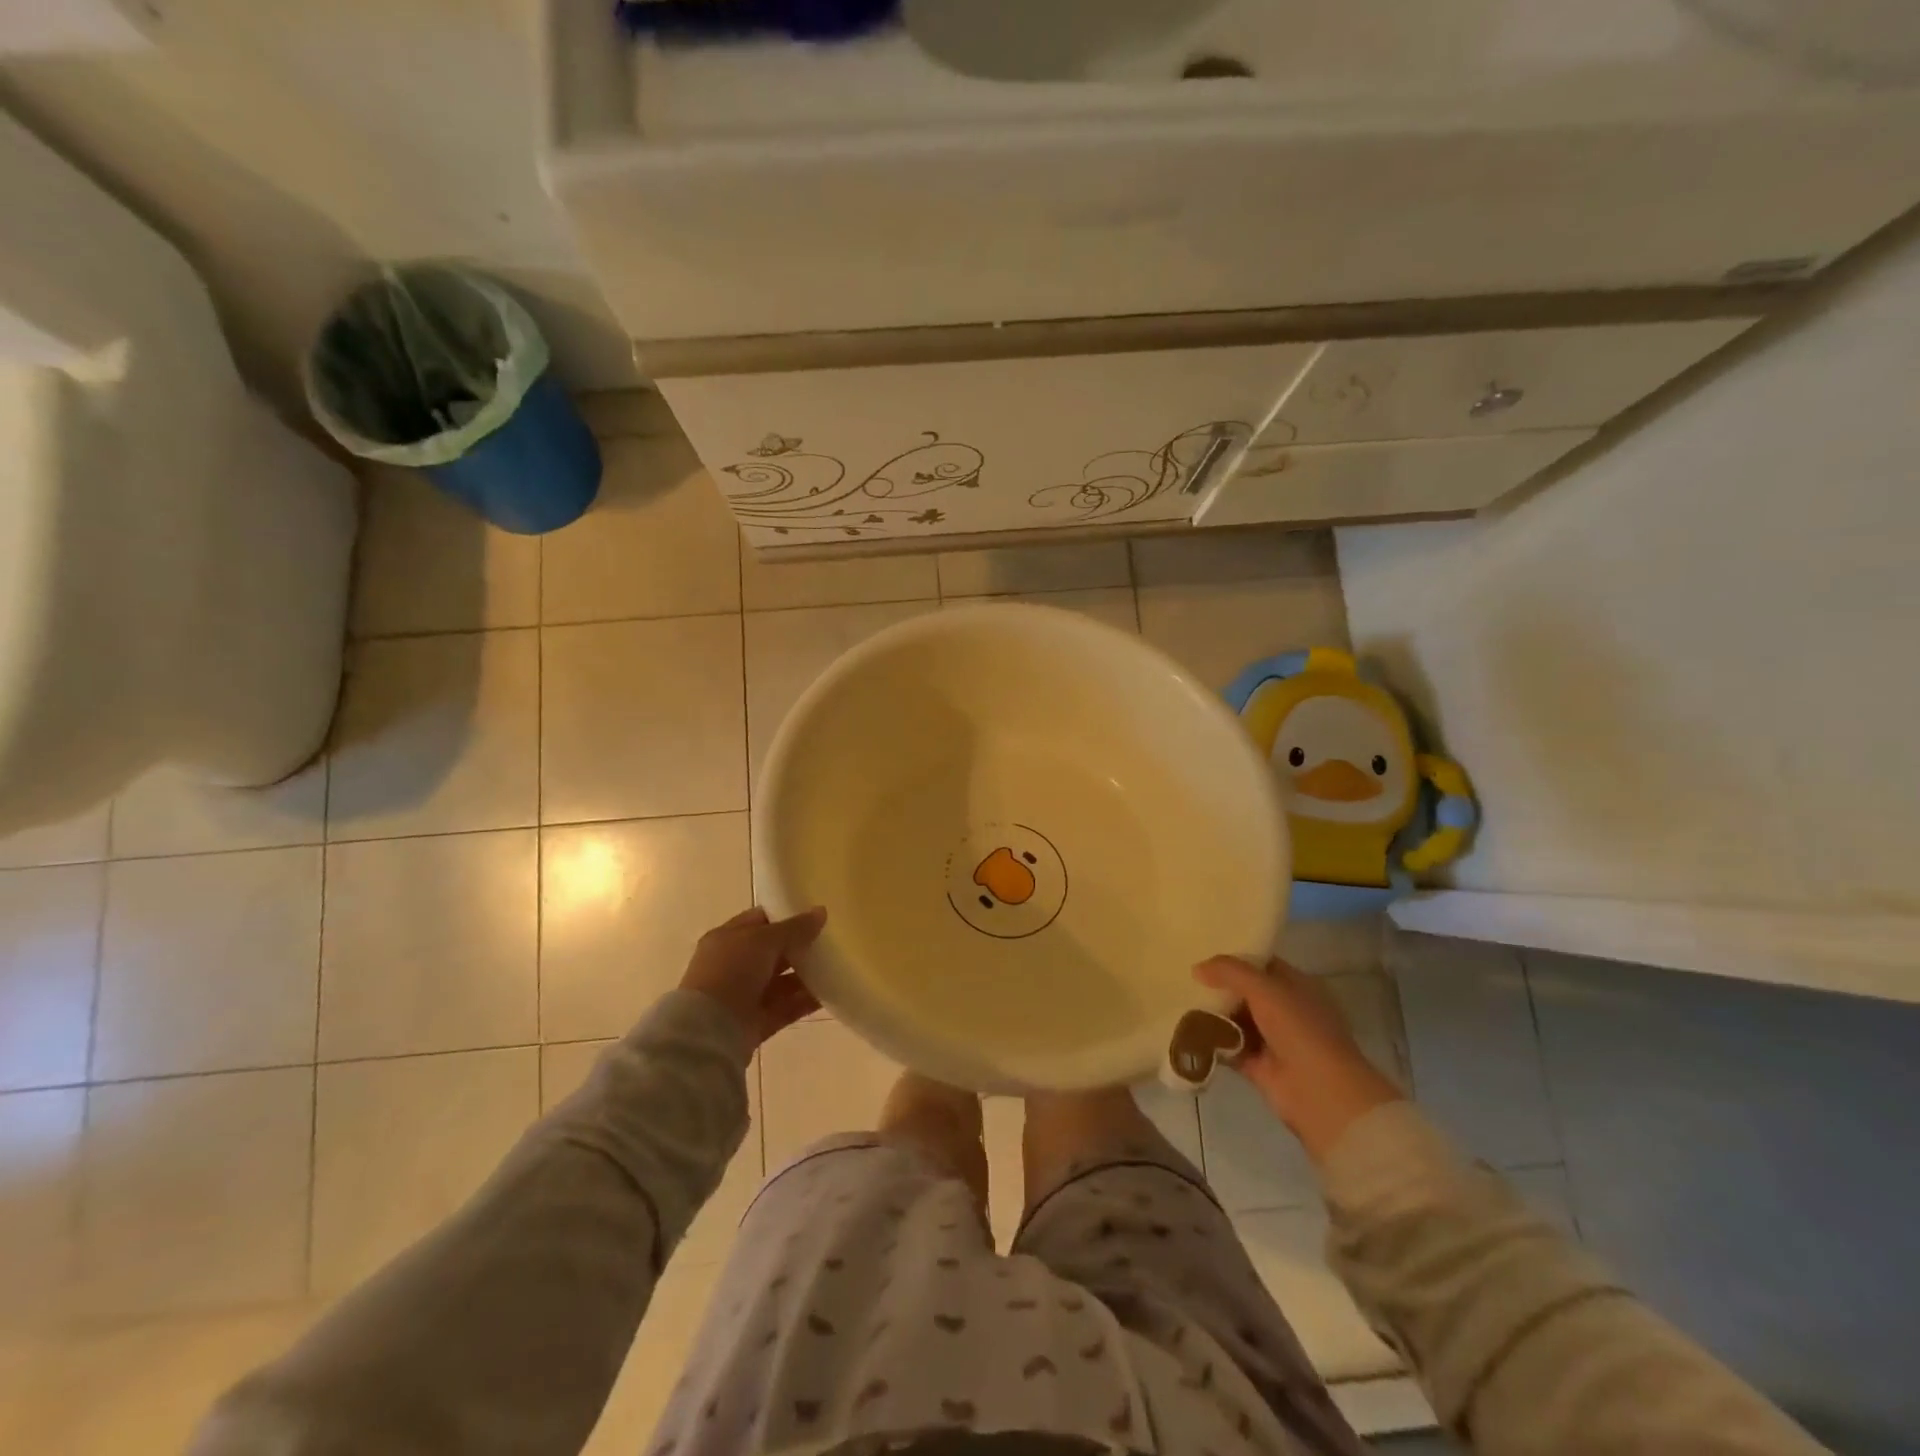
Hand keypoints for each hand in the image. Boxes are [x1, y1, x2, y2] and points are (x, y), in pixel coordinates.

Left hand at [681, 906, 826, 1048]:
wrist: (709, 1030)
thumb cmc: (731, 971)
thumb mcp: (764, 940)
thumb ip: (795, 927)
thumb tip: (821, 912)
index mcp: (728, 938)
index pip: (760, 920)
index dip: (786, 915)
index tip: (815, 914)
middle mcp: (735, 965)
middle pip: (773, 952)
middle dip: (800, 946)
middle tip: (831, 940)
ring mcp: (745, 995)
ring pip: (782, 981)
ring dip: (806, 975)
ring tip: (836, 967)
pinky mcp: (757, 1022)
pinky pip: (787, 1007)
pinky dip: (806, 1001)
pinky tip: (830, 994)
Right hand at [1194, 954, 1402, 1165]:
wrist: (1320, 1093)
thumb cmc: (1299, 1030)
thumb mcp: (1265, 989)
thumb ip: (1230, 971)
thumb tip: (1197, 968)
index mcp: (1298, 987)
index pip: (1263, 965)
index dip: (1236, 957)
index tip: (1203, 950)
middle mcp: (1287, 1011)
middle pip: (1246, 992)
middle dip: (1218, 986)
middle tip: (1184, 976)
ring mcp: (1273, 1040)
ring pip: (1236, 1019)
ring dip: (1212, 1013)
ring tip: (1179, 1000)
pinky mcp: (1258, 1066)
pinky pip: (1228, 1046)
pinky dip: (1210, 1041)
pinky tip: (1186, 1030)